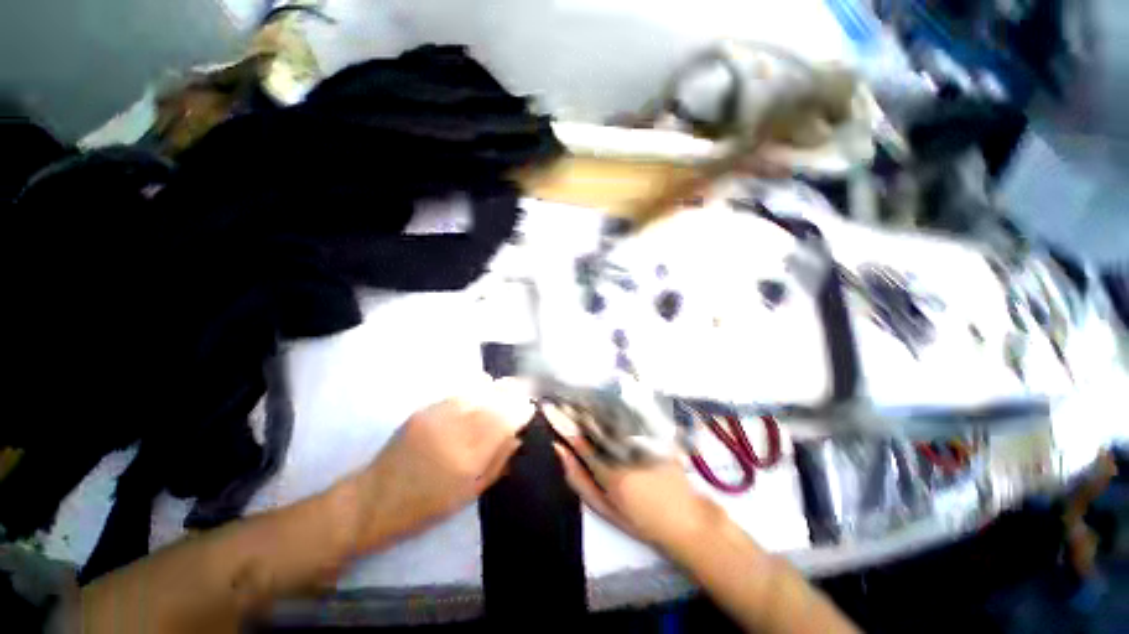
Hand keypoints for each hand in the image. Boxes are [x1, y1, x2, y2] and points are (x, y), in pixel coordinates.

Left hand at [351, 378, 534, 552]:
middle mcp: (455, 432)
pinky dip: (476, 387)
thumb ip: (498, 462)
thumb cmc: (427, 505)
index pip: (504, 423)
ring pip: (477, 392)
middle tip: (527, 387)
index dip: (521, 411)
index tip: (532, 406)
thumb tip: (518, 436)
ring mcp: (437, 417)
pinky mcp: (425, 410)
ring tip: (510, 384)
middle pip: (493, 402)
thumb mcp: (470, 493)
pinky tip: (485, 384)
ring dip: (497, 386)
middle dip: (514, 392)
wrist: (376, 498)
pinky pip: (459, 392)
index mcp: (468, 459)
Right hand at [543, 405, 716, 550]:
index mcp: (607, 468)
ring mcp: (639, 436)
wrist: (685, 517)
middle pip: (592, 418)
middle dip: (573, 404)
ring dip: (589, 400)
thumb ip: (578, 478)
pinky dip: (610, 402)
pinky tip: (601, 394)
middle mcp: (622, 446)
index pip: (576, 436)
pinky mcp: (653, 429)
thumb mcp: (604, 507)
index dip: (559, 420)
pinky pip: (627, 410)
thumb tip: (559, 449)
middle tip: (558, 393)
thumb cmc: (640, 518)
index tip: (547, 406)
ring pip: (608, 411)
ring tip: (574, 391)